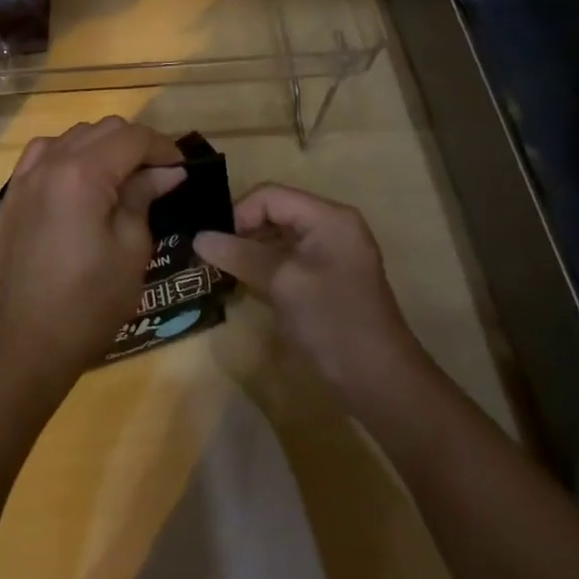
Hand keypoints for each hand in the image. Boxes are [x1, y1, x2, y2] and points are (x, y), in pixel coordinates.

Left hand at [0, 117, 185, 385]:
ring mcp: (26, 175)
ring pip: (74, 135)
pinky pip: (44, 152)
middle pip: (103, 130)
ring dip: (103, 146)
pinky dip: (69, 153)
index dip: (163, 147)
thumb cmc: (92, 300)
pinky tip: (81, 178)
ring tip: (122, 176)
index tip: (182, 168)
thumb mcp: (132, 248)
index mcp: (82, 174)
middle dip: (136, 144)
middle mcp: (50, 162)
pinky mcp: (15, 192)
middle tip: (159, 174)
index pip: (131, 138)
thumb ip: (144, 196)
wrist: (32, 338)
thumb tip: (167, 171)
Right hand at [195, 184, 423, 400]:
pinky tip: (246, 283)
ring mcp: (330, 253)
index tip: (214, 244)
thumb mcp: (282, 283)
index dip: (238, 214)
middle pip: (274, 212)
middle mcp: (331, 226)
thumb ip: (239, 254)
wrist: (380, 382)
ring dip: (250, 250)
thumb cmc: (332, 322)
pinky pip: (287, 258)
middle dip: (242, 231)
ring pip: (278, 236)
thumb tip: (198, 238)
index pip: (270, 196)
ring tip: (223, 270)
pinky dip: (264, 266)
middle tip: (213, 257)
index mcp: (328, 217)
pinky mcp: (326, 278)